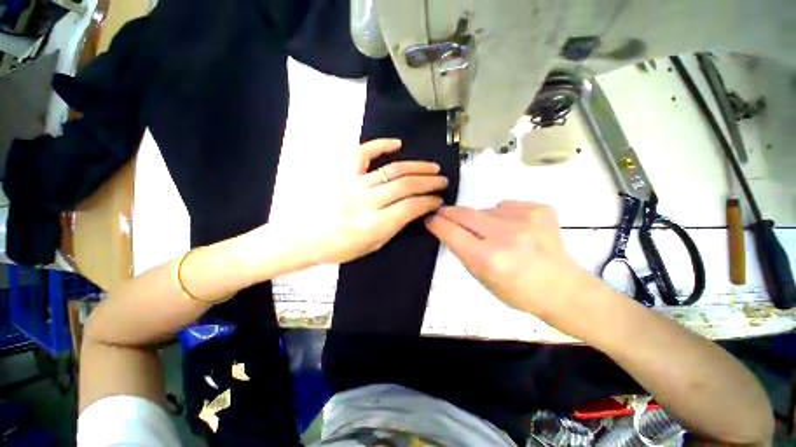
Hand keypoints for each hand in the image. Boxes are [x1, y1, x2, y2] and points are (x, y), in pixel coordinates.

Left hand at [306, 138, 446, 263]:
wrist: (304, 237)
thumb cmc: (339, 248)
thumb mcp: (372, 246)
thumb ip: (394, 226)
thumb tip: (414, 209)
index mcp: (374, 225)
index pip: (410, 207)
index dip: (429, 201)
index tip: (438, 199)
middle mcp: (367, 201)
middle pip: (405, 185)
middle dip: (429, 182)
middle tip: (442, 180)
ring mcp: (353, 183)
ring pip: (392, 169)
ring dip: (416, 167)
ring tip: (432, 166)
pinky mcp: (342, 172)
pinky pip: (363, 153)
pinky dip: (381, 145)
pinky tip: (397, 144)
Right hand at [425, 201, 592, 318]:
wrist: (562, 289)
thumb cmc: (517, 291)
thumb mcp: (481, 278)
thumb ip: (463, 251)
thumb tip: (448, 228)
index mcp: (487, 258)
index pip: (451, 232)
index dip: (437, 223)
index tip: (430, 218)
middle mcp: (504, 236)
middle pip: (464, 214)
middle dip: (450, 213)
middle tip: (444, 213)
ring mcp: (524, 219)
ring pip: (485, 209)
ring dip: (482, 219)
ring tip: (496, 234)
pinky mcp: (539, 209)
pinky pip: (506, 206)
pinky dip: (503, 215)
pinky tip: (517, 229)